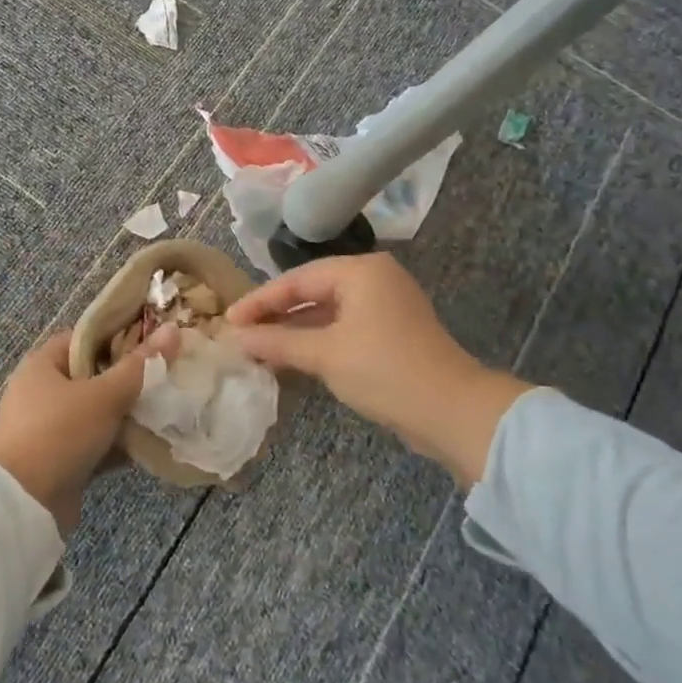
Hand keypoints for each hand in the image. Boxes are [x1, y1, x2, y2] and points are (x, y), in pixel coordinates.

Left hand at [0, 327, 175, 532]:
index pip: (84, 337)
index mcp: (42, 365)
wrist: (21, 506)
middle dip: (127, 379)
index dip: (118, 336)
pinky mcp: (56, 460)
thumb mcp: (104, 395)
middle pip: (92, 375)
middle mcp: (40, 392)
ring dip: (124, 414)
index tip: (152, 343)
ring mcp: (46, 428)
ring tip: (163, 409)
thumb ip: (140, 365)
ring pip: (94, 412)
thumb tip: (173, 329)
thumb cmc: (60, 433)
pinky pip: (91, 443)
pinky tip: (147, 444)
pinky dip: (115, 443)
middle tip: (163, 377)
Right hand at [226, 253, 529, 484]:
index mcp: (360, 271)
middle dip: (276, 314)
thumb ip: (277, 342)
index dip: (260, 301)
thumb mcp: (325, 355)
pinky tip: (292, 356)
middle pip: (312, 290)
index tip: (228, 321)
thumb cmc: (384, 371)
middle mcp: (374, 278)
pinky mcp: (392, 330)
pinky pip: (344, 326)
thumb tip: (235, 337)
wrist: (453, 412)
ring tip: (259, 347)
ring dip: (295, 329)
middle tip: (240, 333)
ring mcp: (386, 304)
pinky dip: (318, 339)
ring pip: (327, 310)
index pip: (296, 279)